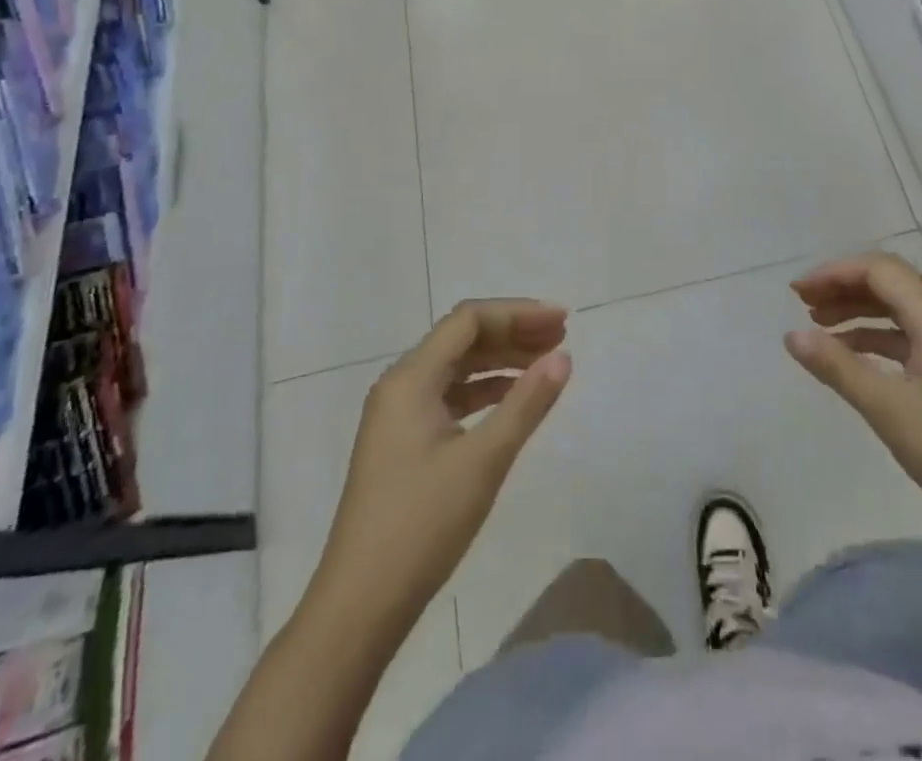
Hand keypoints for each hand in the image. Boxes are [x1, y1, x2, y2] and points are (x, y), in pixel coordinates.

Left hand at [313, 300, 571, 632]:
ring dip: (501, 360)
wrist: (359, 607)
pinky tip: (514, 399)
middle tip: (561, 337)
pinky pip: (450, 396)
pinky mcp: (403, 442)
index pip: (469, 320)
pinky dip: (485, 390)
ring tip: (546, 363)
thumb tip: (563, 357)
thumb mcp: (483, 461)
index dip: (518, 313)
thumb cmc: (421, 526)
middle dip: (513, 332)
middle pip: (462, 339)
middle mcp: (400, 385)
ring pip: (457, 367)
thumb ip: (526, 403)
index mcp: (410, 378)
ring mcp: (399, 415)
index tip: (561, 322)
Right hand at [785, 253, 921, 546]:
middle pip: (891, 284)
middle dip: (844, 288)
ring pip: (901, 311)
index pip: (879, 270)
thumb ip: (838, 367)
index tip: (797, 292)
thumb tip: (791, 335)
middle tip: (803, 305)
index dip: (834, 273)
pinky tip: (855, 357)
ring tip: (820, 327)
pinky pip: (913, 337)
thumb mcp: (888, 409)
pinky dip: (880, 338)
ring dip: (860, 312)